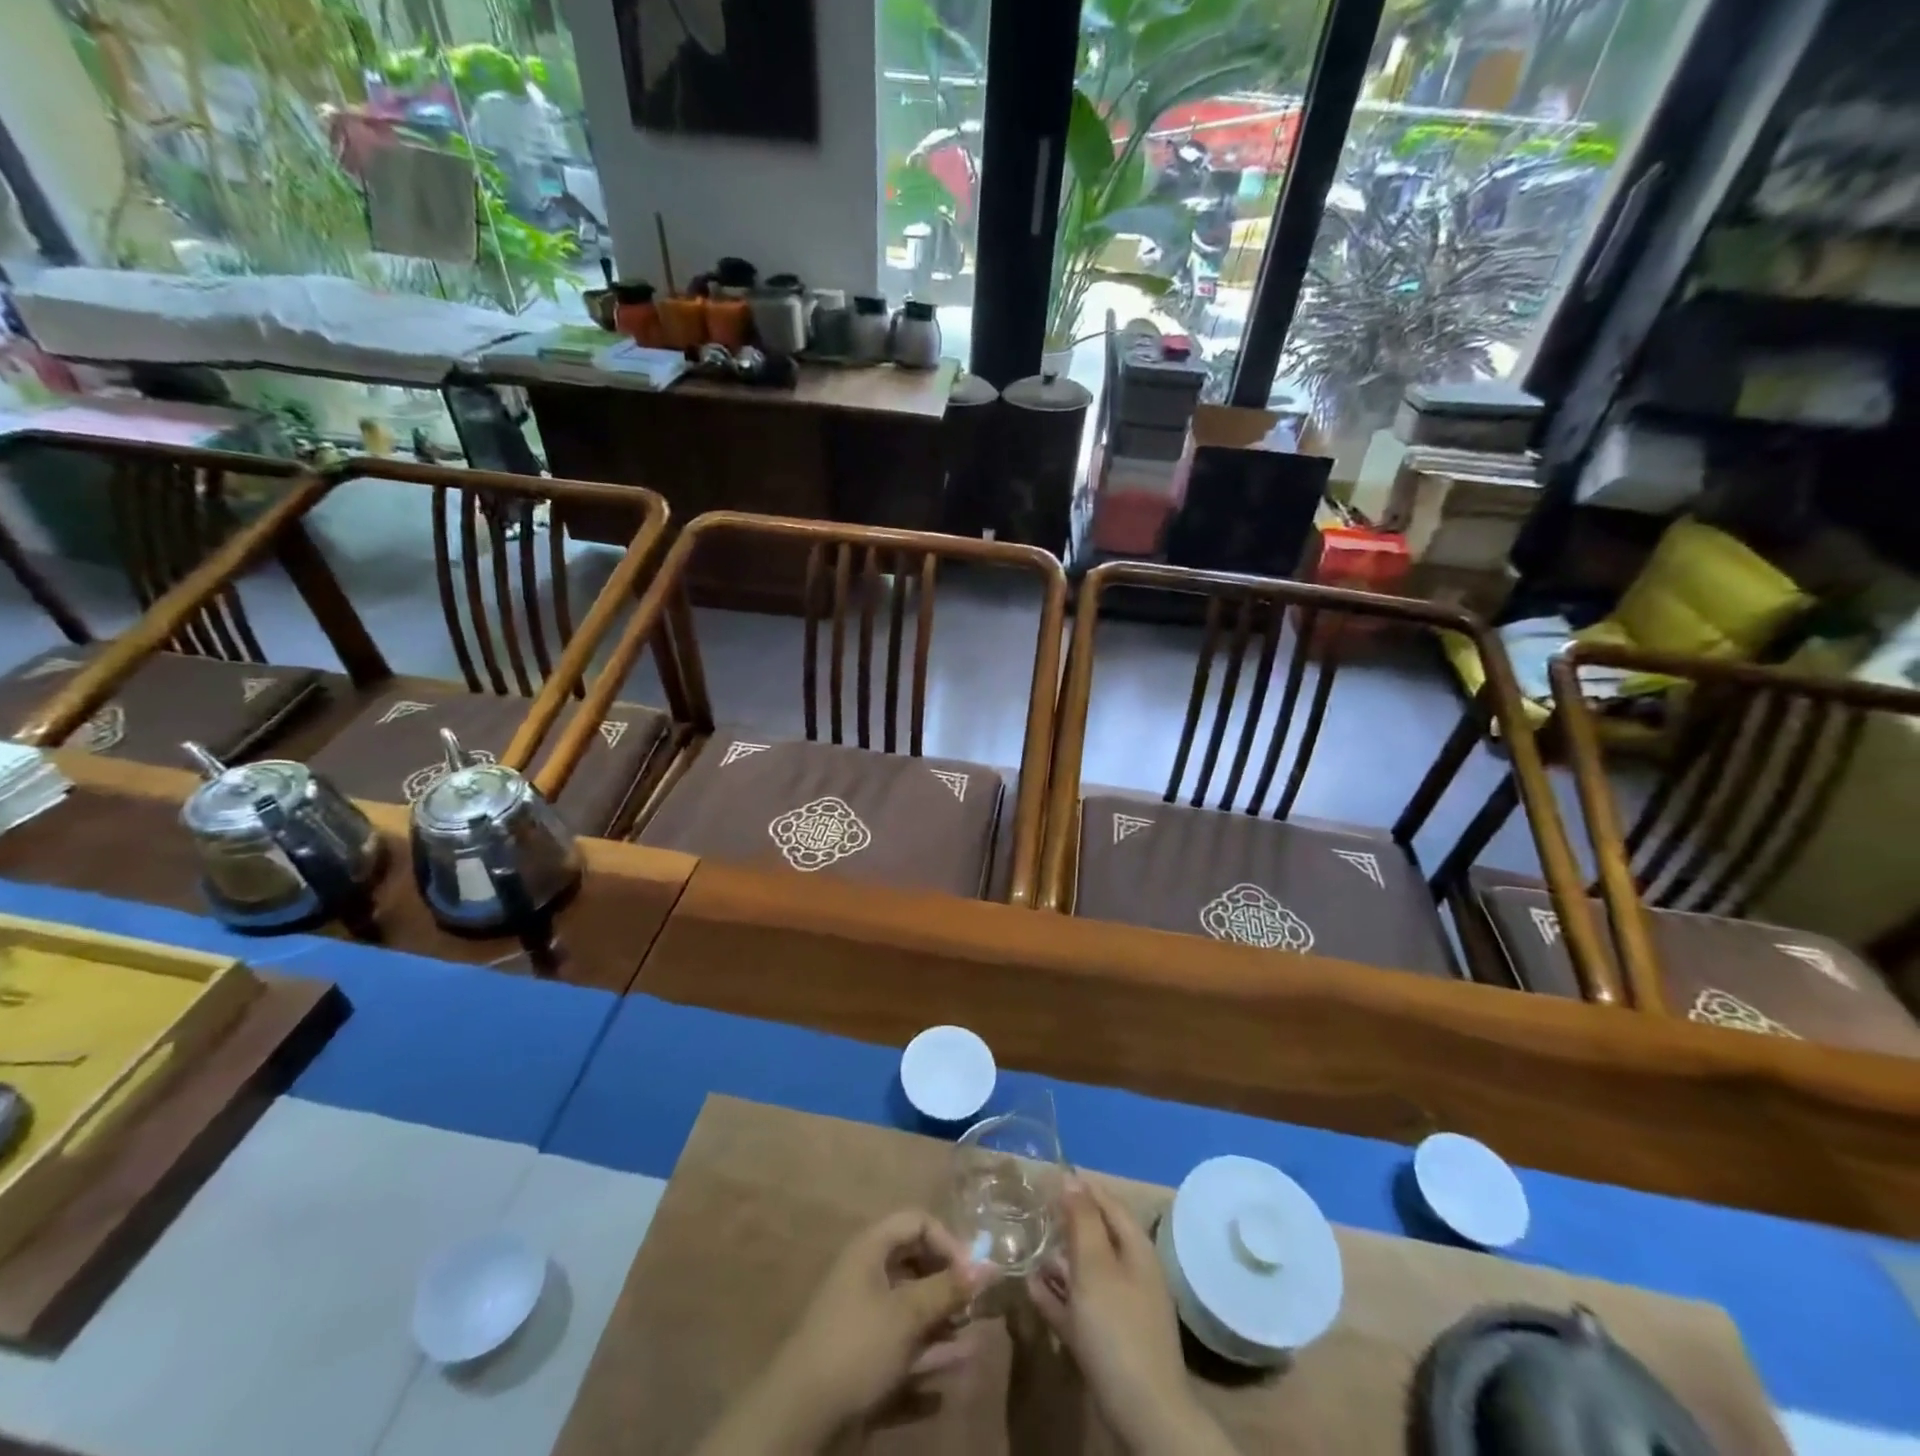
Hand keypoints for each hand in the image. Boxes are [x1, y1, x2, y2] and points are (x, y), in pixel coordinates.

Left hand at [694, 1210, 990, 1454]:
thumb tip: (990, 1266)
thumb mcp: (908, 1313)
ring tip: (973, 1347)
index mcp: (871, 1250)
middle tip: (975, 1309)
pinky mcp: (862, 1366)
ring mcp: (864, 1324)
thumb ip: (949, 1289)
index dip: (947, 1240)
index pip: (916, 1222)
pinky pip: (901, 1358)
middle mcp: (867, 1279)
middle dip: (948, 1287)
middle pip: (915, 1267)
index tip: (971, 1273)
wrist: (800, 1419)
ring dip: (942, 1330)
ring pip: (911, 1316)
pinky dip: (923, 1369)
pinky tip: (944, 1391)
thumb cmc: (857, 1346)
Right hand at [1028, 1179, 1235, 1455]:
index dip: (1081, 1187)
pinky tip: (1032, 1289)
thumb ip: (1082, 1220)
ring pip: (1087, 1273)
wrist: (1143, 1413)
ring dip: (1059, 1260)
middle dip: (1066, 1224)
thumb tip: (1072, 1178)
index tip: (1049, 1175)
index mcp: (1136, 1249)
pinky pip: (1080, 1307)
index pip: (1108, 1203)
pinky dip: (1058, 1295)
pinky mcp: (1109, 1341)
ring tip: (1027, 1248)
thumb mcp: (1095, 1265)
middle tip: (1032, 1212)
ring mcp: (1122, 1309)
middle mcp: (1132, 1273)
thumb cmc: (1117, 1326)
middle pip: (1097, 1237)